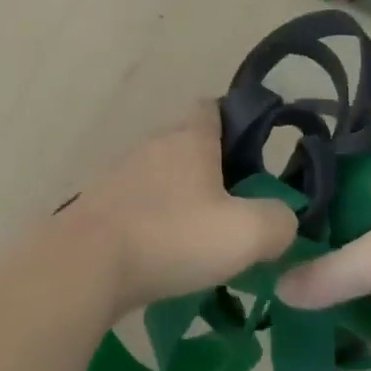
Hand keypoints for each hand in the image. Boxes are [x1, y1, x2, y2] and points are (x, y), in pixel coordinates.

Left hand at [61, 102, 298, 315]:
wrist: (86, 263)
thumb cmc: (172, 236)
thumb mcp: (246, 233)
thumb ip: (279, 222)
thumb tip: (283, 218)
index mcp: (190, 138)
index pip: (213, 107)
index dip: (236, 122)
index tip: (254, 155)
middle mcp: (154, 144)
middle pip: (189, 143)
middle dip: (214, 169)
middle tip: (237, 208)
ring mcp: (122, 172)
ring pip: (163, 175)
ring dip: (183, 198)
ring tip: (203, 239)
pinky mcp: (101, 203)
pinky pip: (139, 203)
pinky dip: (156, 221)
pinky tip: (166, 255)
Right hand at [276, 178, 370, 370]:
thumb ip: (329, 272)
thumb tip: (279, 287)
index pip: (344, 186)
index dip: (313, 201)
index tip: (278, 226)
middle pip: (358, 234)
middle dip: (327, 254)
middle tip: (287, 281)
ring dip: (354, 294)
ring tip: (313, 317)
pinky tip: (363, 346)